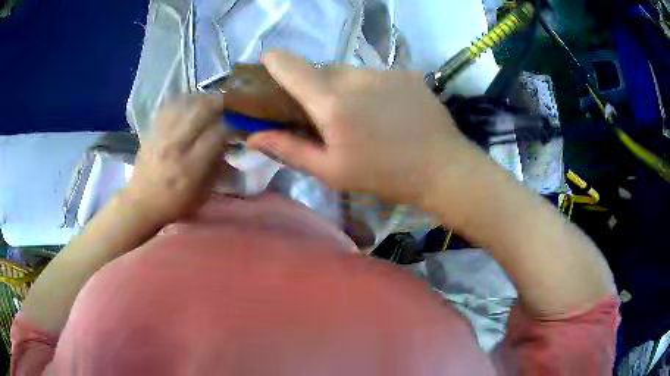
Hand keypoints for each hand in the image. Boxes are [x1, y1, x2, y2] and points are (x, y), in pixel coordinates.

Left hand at [124, 94, 228, 225]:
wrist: (141, 203)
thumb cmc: (174, 203)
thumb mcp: (202, 194)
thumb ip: (217, 168)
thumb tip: (227, 145)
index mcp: (191, 167)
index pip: (217, 133)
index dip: (233, 126)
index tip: (240, 128)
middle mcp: (176, 146)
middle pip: (202, 110)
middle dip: (221, 104)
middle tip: (230, 106)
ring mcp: (162, 135)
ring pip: (186, 104)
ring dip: (203, 99)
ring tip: (212, 102)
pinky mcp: (152, 131)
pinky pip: (170, 106)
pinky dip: (184, 101)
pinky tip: (191, 103)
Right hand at [247, 51, 479, 205]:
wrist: (442, 168)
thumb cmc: (383, 175)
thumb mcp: (331, 171)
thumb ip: (289, 149)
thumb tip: (253, 136)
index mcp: (332, 104)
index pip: (291, 66)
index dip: (274, 61)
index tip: (267, 63)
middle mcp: (356, 78)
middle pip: (321, 70)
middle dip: (315, 87)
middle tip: (325, 114)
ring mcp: (384, 71)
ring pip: (349, 72)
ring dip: (344, 87)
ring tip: (361, 115)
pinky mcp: (406, 72)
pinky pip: (375, 74)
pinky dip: (370, 88)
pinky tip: (385, 110)